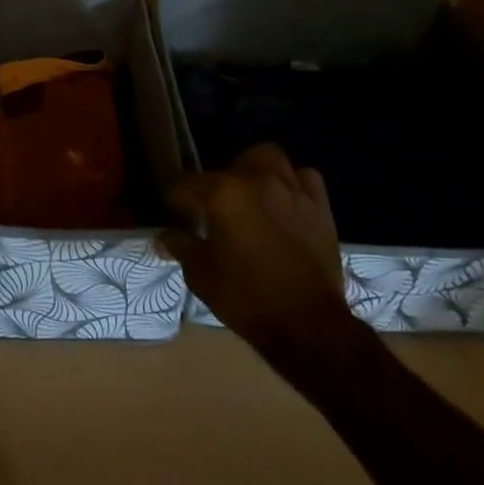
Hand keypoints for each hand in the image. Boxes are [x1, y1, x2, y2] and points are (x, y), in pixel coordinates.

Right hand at [162, 144, 355, 350]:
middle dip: (214, 185)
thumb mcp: (201, 275)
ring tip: (248, 195)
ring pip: (267, 159)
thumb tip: (164, 237)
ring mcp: (292, 189)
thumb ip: (181, 247)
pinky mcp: (319, 206)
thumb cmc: (246, 299)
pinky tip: (284, 202)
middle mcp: (256, 180)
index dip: (175, 202)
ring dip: (253, 171)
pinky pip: (303, 178)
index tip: (176, 219)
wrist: (307, 325)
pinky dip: (291, 183)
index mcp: (222, 194)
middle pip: (225, 167)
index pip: (184, 185)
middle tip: (212, 210)